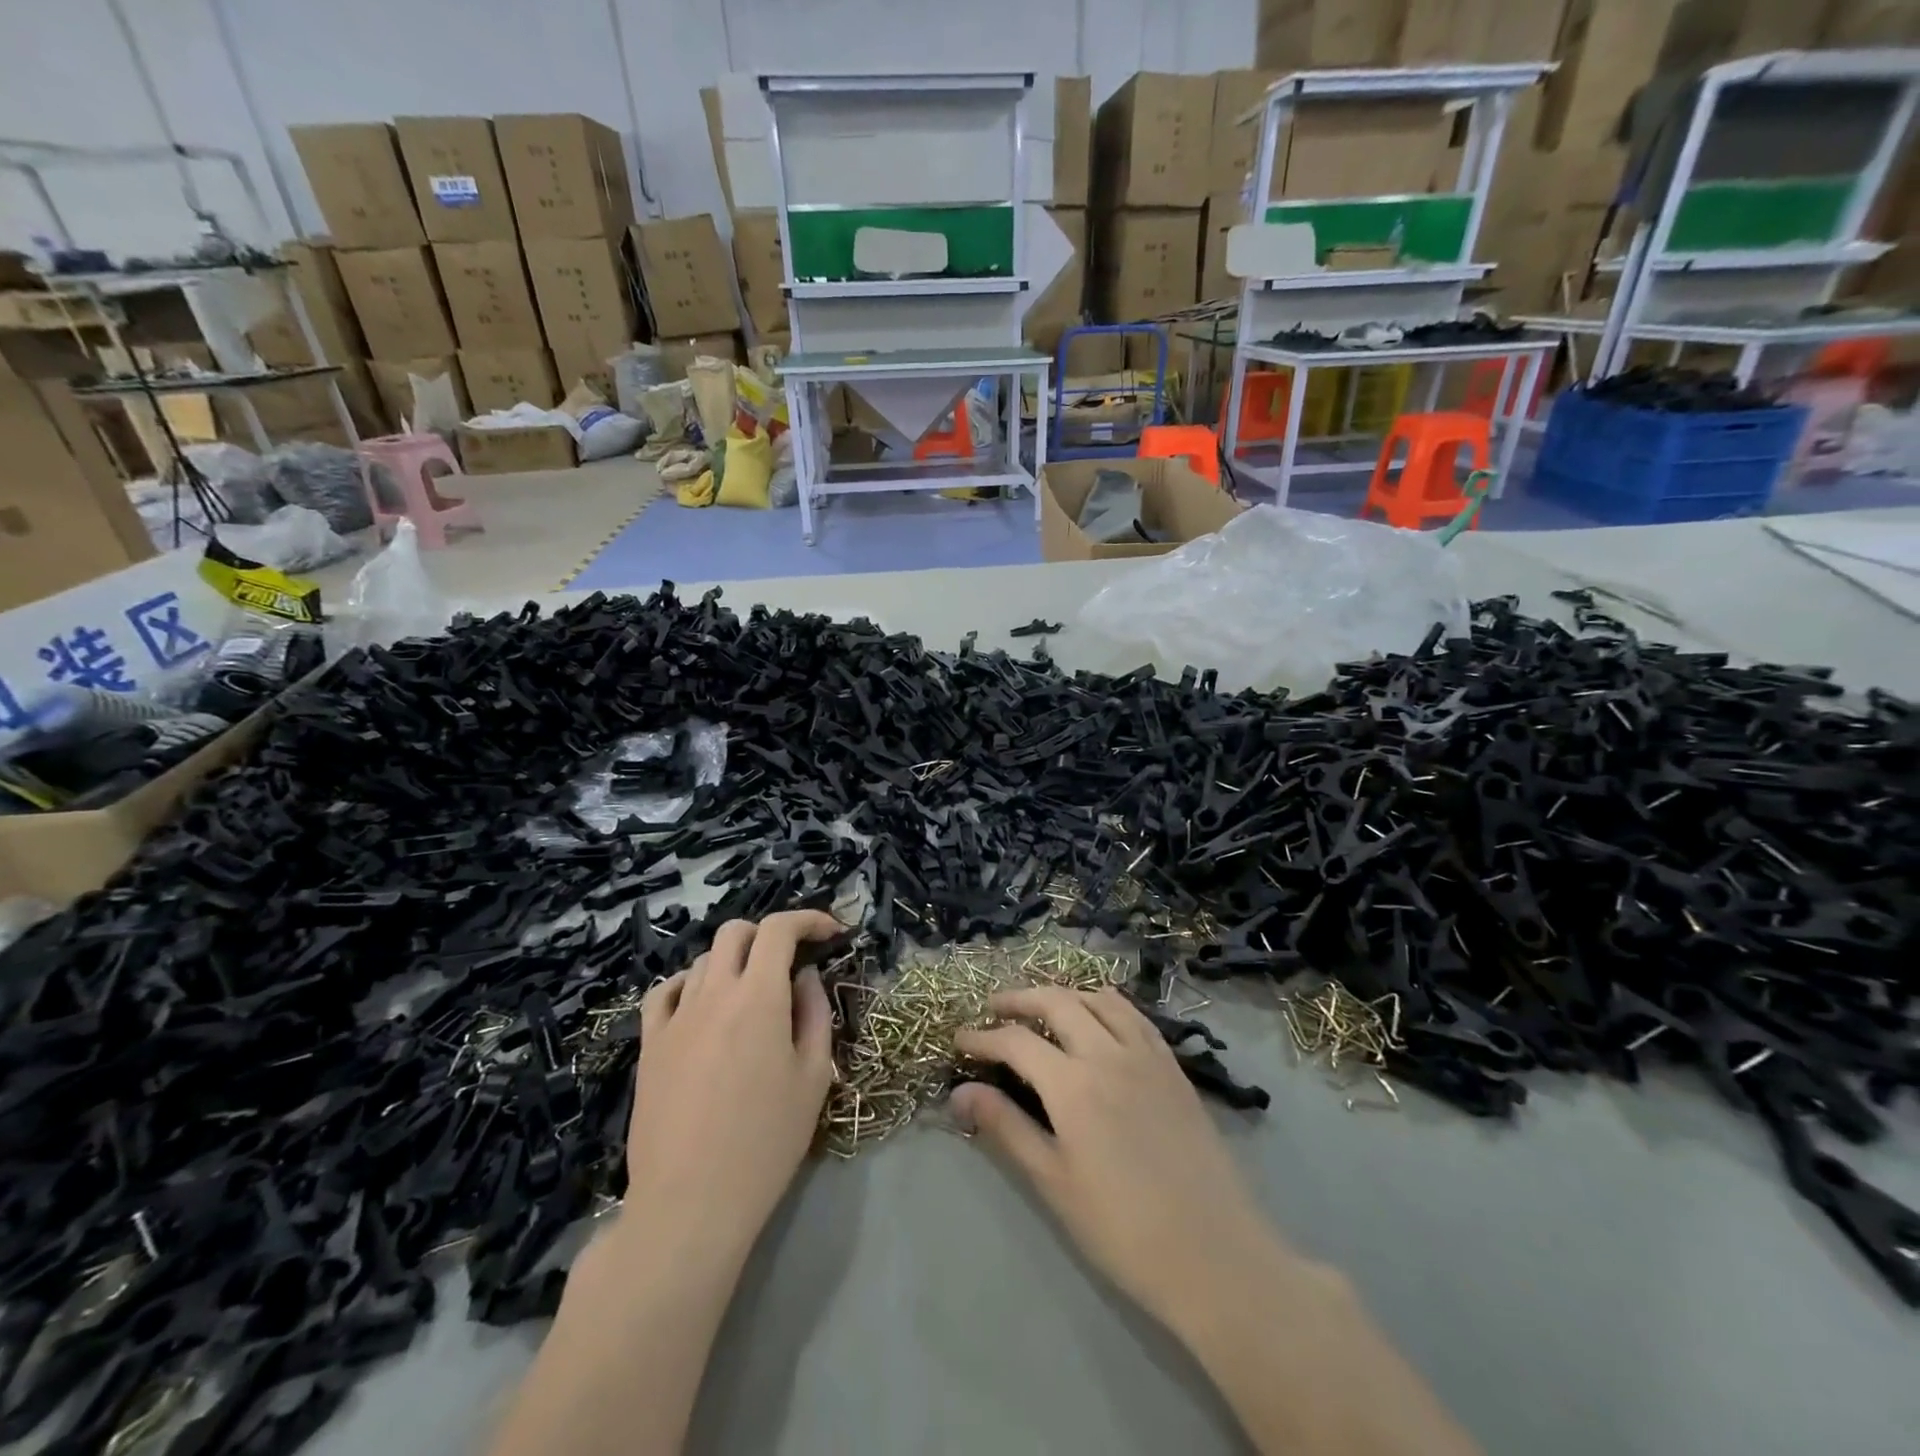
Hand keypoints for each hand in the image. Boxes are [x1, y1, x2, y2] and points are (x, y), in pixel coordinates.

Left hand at [622, 910, 841, 1260]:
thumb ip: (815, 1014)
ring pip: (704, 959)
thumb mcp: (813, 1077)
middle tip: (791, 962)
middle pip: (736, 932)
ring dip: (735, 960)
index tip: (831, 934)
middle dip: (769, 935)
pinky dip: (690, 983)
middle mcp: (714, 993)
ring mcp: (675, 1017)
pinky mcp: (649, 1044)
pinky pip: (665, 992)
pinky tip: (703, 1005)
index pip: (780, 929)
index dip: (808, 920)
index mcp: (758, 996)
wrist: (690, 1202)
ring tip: (752, 992)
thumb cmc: (766, 1142)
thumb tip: (805, 977)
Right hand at [951, 986, 1280, 1332]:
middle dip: (1019, 999)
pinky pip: (1134, 1015)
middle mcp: (1108, 1053)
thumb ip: (1006, 1128)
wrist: (1215, 1255)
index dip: (983, 1037)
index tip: (960, 1041)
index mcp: (1074, 1085)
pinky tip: (1098, 1018)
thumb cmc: (1123, 1229)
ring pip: (1098, 999)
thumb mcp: (1053, 1182)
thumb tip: (959, 1093)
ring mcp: (1146, 1055)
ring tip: (1042, 1007)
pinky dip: (1105, 1003)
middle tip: (994, 1008)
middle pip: (1056, 1002)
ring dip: (1063, 994)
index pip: (1016, 1042)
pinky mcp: (1172, 1066)